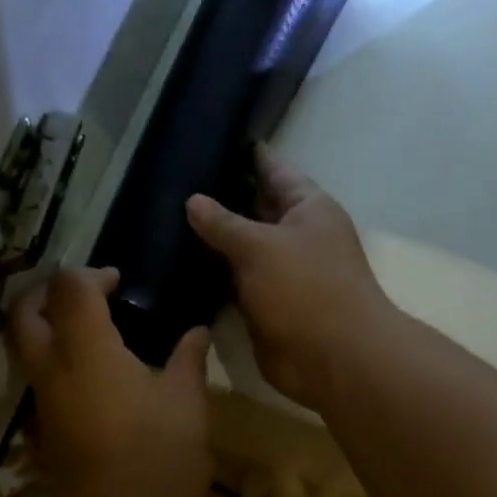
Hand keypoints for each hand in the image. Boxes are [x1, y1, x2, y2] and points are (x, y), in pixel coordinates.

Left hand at [7, 267, 212, 496]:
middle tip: (84, 297)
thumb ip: (188, 359)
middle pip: (25, 313)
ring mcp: (44, 402)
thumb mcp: (187, 402)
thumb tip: (196, 332)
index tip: (119, 283)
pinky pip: (42, 381)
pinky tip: (95, 376)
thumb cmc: (161, 455)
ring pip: (27, 349)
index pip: (69, 287)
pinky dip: (57, 363)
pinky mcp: (46, 430)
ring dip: (49, 329)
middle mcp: (54, 369)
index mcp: (87, 349)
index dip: (91, 275)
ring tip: (91, 333)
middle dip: (47, 294)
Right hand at [185, 145, 396, 410]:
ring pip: (241, 251)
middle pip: (255, 210)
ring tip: (164, 221)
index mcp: (308, 208)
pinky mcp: (265, 308)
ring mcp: (281, 275)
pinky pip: (234, 286)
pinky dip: (212, 279)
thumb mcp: (260, 246)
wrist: (332, 358)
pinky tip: (178, 267)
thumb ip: (224, 223)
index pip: (274, 170)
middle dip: (221, 200)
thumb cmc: (305, 288)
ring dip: (211, 244)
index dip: (247, 156)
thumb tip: (193, 201)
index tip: (212, 139)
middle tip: (173, 183)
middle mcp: (296, 237)